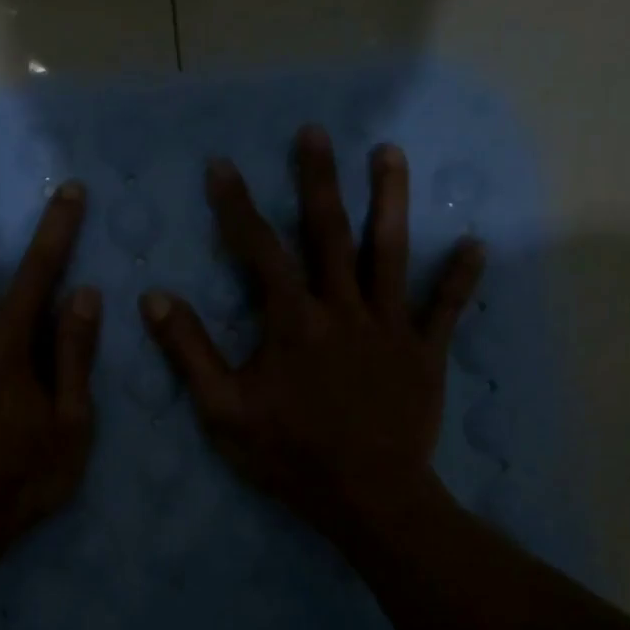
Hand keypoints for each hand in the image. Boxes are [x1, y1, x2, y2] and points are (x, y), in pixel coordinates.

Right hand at [141, 125, 482, 546]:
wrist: (367, 496)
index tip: (222, 166)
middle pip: (330, 233)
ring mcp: (389, 327)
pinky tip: (475, 244)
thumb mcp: (223, 410)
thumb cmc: (289, 454)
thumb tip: (154, 298)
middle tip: (316, 132)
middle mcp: (343, 309)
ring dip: (390, 200)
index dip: (238, 206)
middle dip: (319, 180)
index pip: (259, 250)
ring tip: (391, 152)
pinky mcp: (424, 353)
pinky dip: (460, 278)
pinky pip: (445, 309)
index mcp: (292, 321)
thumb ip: (189, 351)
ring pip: (391, 253)